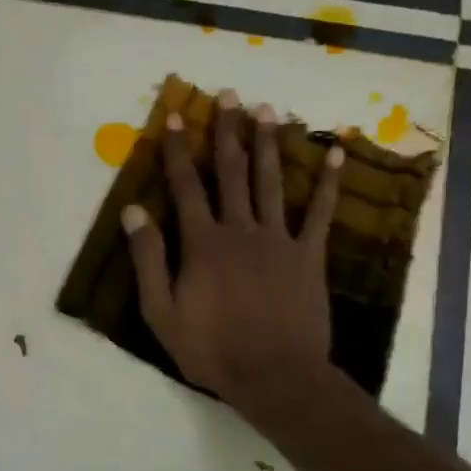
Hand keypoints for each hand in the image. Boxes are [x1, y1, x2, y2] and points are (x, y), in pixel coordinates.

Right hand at [122, 89, 344, 421]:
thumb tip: (133, 211)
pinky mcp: (309, 256)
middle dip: (227, 132)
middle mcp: (240, 230)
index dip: (177, 151)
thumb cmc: (211, 349)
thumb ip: (147, 259)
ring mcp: (279, 240)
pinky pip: (321, 213)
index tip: (173, 118)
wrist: (274, 376)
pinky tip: (337, 154)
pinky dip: (329, 183)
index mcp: (202, 243)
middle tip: (229, 95)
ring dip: (267, 144)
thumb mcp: (161, 312)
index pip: (185, 186)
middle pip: (231, 172)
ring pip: (271, 182)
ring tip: (266, 110)